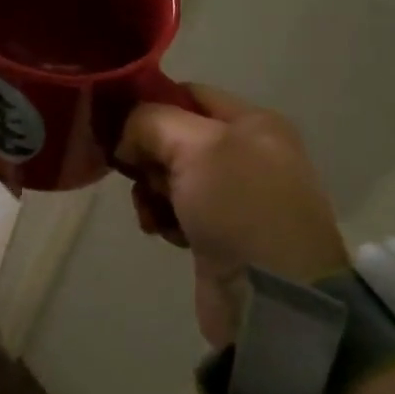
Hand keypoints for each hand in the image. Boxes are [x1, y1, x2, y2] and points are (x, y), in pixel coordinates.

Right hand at [116, 86, 348, 350]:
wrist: (275, 300)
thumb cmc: (239, 208)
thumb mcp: (193, 146)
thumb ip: (150, 122)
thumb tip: (128, 141)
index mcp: (254, 123)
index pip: (188, 93)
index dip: (151, 104)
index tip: (119, 126)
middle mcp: (248, 154)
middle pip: (174, 136)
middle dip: (148, 155)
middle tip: (141, 176)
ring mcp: (236, 197)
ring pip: (169, 175)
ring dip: (151, 190)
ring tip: (153, 212)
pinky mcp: (222, 233)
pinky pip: (176, 209)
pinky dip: (163, 217)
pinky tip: (163, 232)